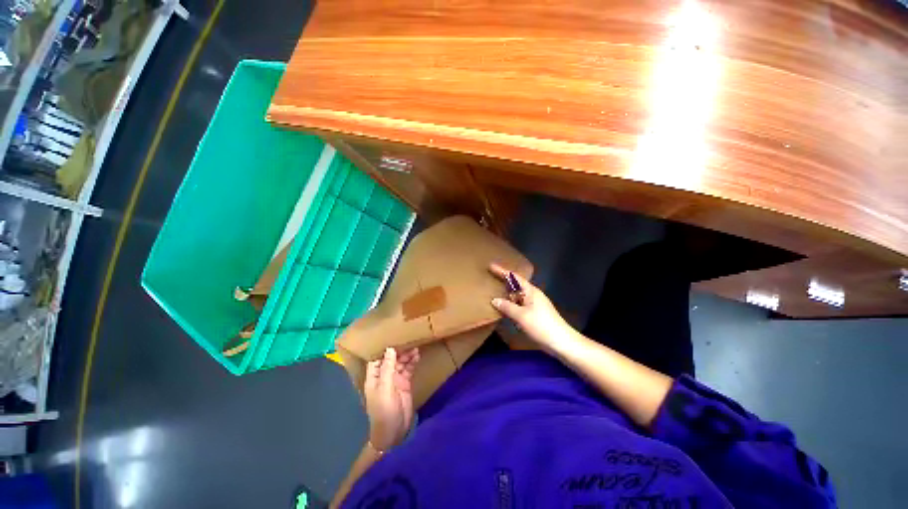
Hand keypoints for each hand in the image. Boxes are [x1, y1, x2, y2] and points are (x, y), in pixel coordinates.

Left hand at [364, 347, 419, 451]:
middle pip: (391, 359)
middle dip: (399, 350)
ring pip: (401, 362)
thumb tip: (390, 349)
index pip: (377, 358)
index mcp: (374, 377)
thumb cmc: (384, 411)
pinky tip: (417, 356)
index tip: (392, 336)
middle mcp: (384, 376)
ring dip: (407, 355)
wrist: (394, 432)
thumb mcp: (385, 389)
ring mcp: (395, 380)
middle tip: (409, 341)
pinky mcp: (405, 383)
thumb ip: (388, 369)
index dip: (383, 348)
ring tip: (415, 347)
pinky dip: (413, 362)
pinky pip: (409, 369)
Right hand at [489, 263, 574, 351]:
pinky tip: (504, 309)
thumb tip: (495, 300)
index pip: (514, 277)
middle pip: (515, 285)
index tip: (491, 266)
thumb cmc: (541, 325)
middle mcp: (533, 295)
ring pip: (517, 296)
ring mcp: (534, 304)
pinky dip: (511, 305)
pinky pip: (519, 305)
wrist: (561, 342)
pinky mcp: (535, 314)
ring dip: (506, 295)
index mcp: (531, 291)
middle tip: (490, 279)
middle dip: (503, 282)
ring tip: (493, 294)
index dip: (502, 271)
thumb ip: (507, 307)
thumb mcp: (521, 316)